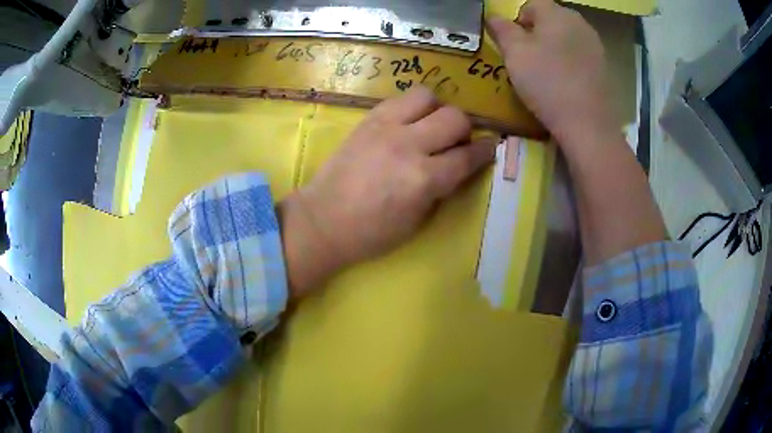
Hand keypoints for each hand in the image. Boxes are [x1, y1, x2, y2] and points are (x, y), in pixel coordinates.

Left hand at [279, 87, 497, 296]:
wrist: (323, 219)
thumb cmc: (372, 232)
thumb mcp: (418, 220)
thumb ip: (442, 188)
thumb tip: (458, 166)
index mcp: (424, 179)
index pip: (468, 156)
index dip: (485, 151)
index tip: (490, 148)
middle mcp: (408, 145)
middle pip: (455, 118)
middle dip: (464, 130)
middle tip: (456, 143)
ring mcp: (385, 127)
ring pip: (428, 96)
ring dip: (437, 110)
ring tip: (430, 127)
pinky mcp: (367, 120)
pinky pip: (399, 99)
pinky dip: (412, 108)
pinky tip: (407, 123)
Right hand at [487, 0, 619, 153]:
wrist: (588, 125)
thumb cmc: (547, 83)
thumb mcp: (514, 54)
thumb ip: (502, 30)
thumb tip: (494, 17)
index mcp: (556, 13)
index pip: (530, 5)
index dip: (517, 22)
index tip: (515, 46)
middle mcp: (579, 22)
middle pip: (550, 19)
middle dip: (536, 34)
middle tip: (529, 60)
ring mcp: (595, 44)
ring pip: (566, 36)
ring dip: (553, 47)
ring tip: (548, 72)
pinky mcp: (604, 65)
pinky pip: (580, 54)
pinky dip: (570, 61)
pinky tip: (567, 81)